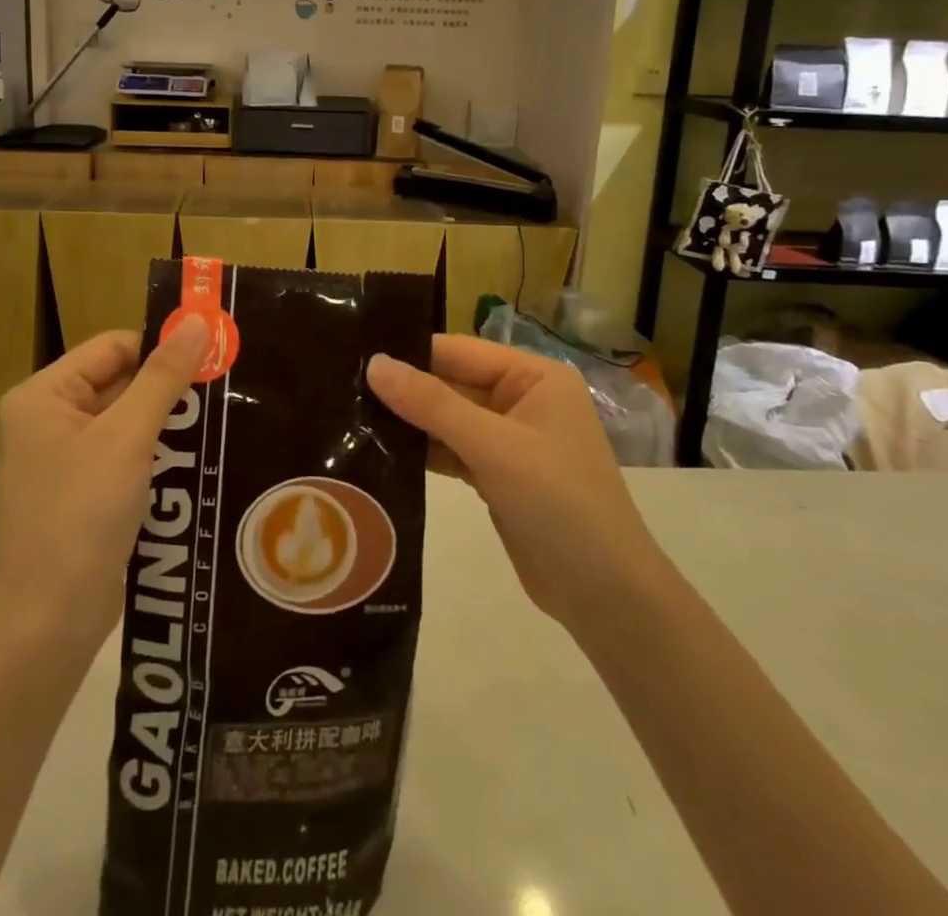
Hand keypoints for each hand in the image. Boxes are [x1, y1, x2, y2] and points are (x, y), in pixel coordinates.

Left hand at [0, 318, 209, 651]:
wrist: (51, 621)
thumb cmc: (83, 515)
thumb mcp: (128, 437)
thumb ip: (163, 377)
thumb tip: (195, 321)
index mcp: (43, 396)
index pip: (112, 347)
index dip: (160, 347)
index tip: (213, 355)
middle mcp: (49, 419)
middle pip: (120, 381)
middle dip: (169, 387)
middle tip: (225, 386)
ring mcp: (64, 457)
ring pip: (128, 418)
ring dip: (169, 420)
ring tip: (221, 418)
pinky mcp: (83, 490)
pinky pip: (126, 452)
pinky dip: (158, 451)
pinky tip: (199, 456)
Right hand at [367, 335, 661, 633]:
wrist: (605, 596)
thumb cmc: (559, 503)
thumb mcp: (494, 447)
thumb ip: (432, 404)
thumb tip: (374, 363)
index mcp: (534, 377)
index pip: (460, 351)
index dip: (411, 353)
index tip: (354, 355)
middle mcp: (522, 400)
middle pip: (452, 384)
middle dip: (405, 390)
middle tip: (341, 388)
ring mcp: (509, 440)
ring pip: (447, 419)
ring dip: (408, 422)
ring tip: (349, 417)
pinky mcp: (496, 475)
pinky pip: (451, 451)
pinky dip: (422, 452)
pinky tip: (379, 452)